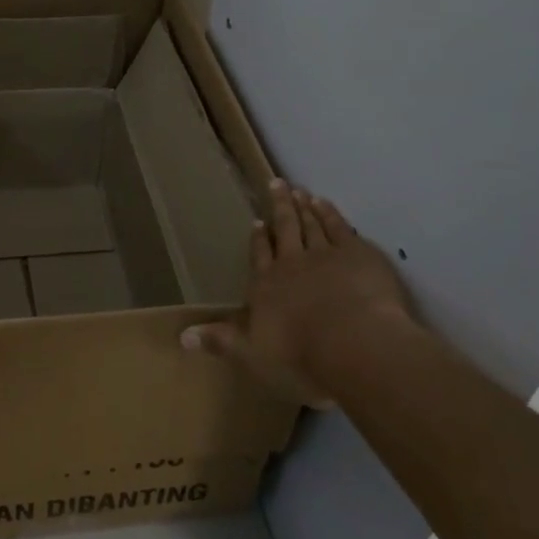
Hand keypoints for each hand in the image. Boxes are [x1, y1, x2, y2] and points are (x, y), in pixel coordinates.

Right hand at [182, 179, 414, 407]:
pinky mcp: (357, 255)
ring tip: (299, 191)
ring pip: (311, 225)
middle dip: (279, 207)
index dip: (258, 240)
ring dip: (304, 207)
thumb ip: (220, 341)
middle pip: (284, 229)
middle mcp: (291, 263)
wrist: (354, 345)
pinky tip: (326, 204)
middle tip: (276, 183)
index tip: (256, 223)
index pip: (259, 256)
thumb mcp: (251, 354)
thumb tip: (181, 336)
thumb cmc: (300, 355)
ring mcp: (325, 255)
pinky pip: (340, 228)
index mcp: (266, 285)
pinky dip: (331, 214)